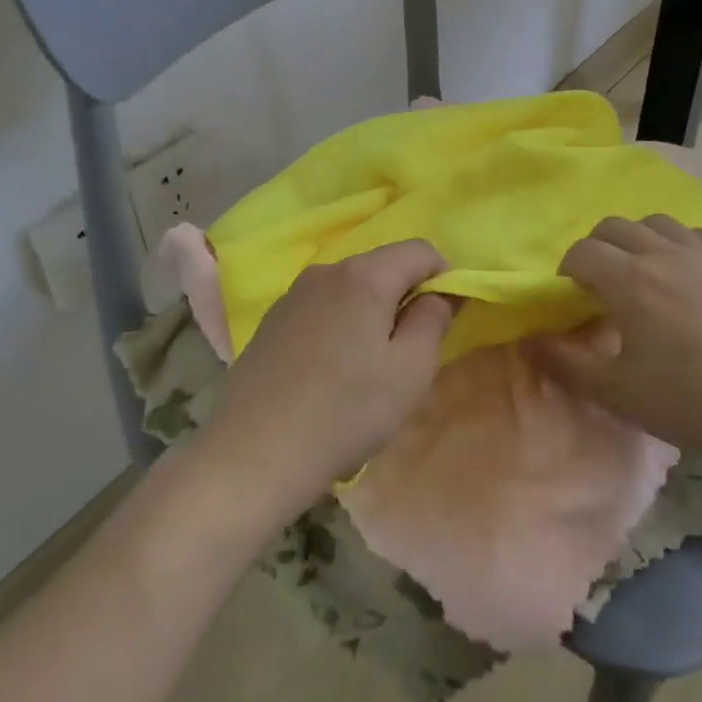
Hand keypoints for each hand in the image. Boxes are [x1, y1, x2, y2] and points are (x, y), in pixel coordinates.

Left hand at [198, 240, 454, 517]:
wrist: (255, 452)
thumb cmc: (347, 410)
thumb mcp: (411, 370)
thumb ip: (433, 319)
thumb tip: (438, 292)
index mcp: (364, 276)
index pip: (419, 249)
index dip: (443, 275)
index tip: (447, 316)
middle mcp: (325, 272)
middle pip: (381, 267)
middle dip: (405, 296)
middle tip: (410, 349)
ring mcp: (291, 296)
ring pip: (349, 290)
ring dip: (370, 313)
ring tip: (368, 366)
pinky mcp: (270, 323)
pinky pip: (320, 310)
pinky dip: (338, 327)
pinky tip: (330, 373)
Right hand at [535, 215, 701, 485]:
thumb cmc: (694, 400)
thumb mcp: (619, 393)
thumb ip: (567, 364)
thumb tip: (531, 342)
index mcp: (630, 279)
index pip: (583, 251)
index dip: (567, 269)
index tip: (570, 295)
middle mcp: (666, 253)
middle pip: (617, 226)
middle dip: (597, 246)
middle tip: (599, 281)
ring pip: (662, 223)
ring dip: (640, 239)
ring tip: (643, 271)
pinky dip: (685, 245)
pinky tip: (692, 271)